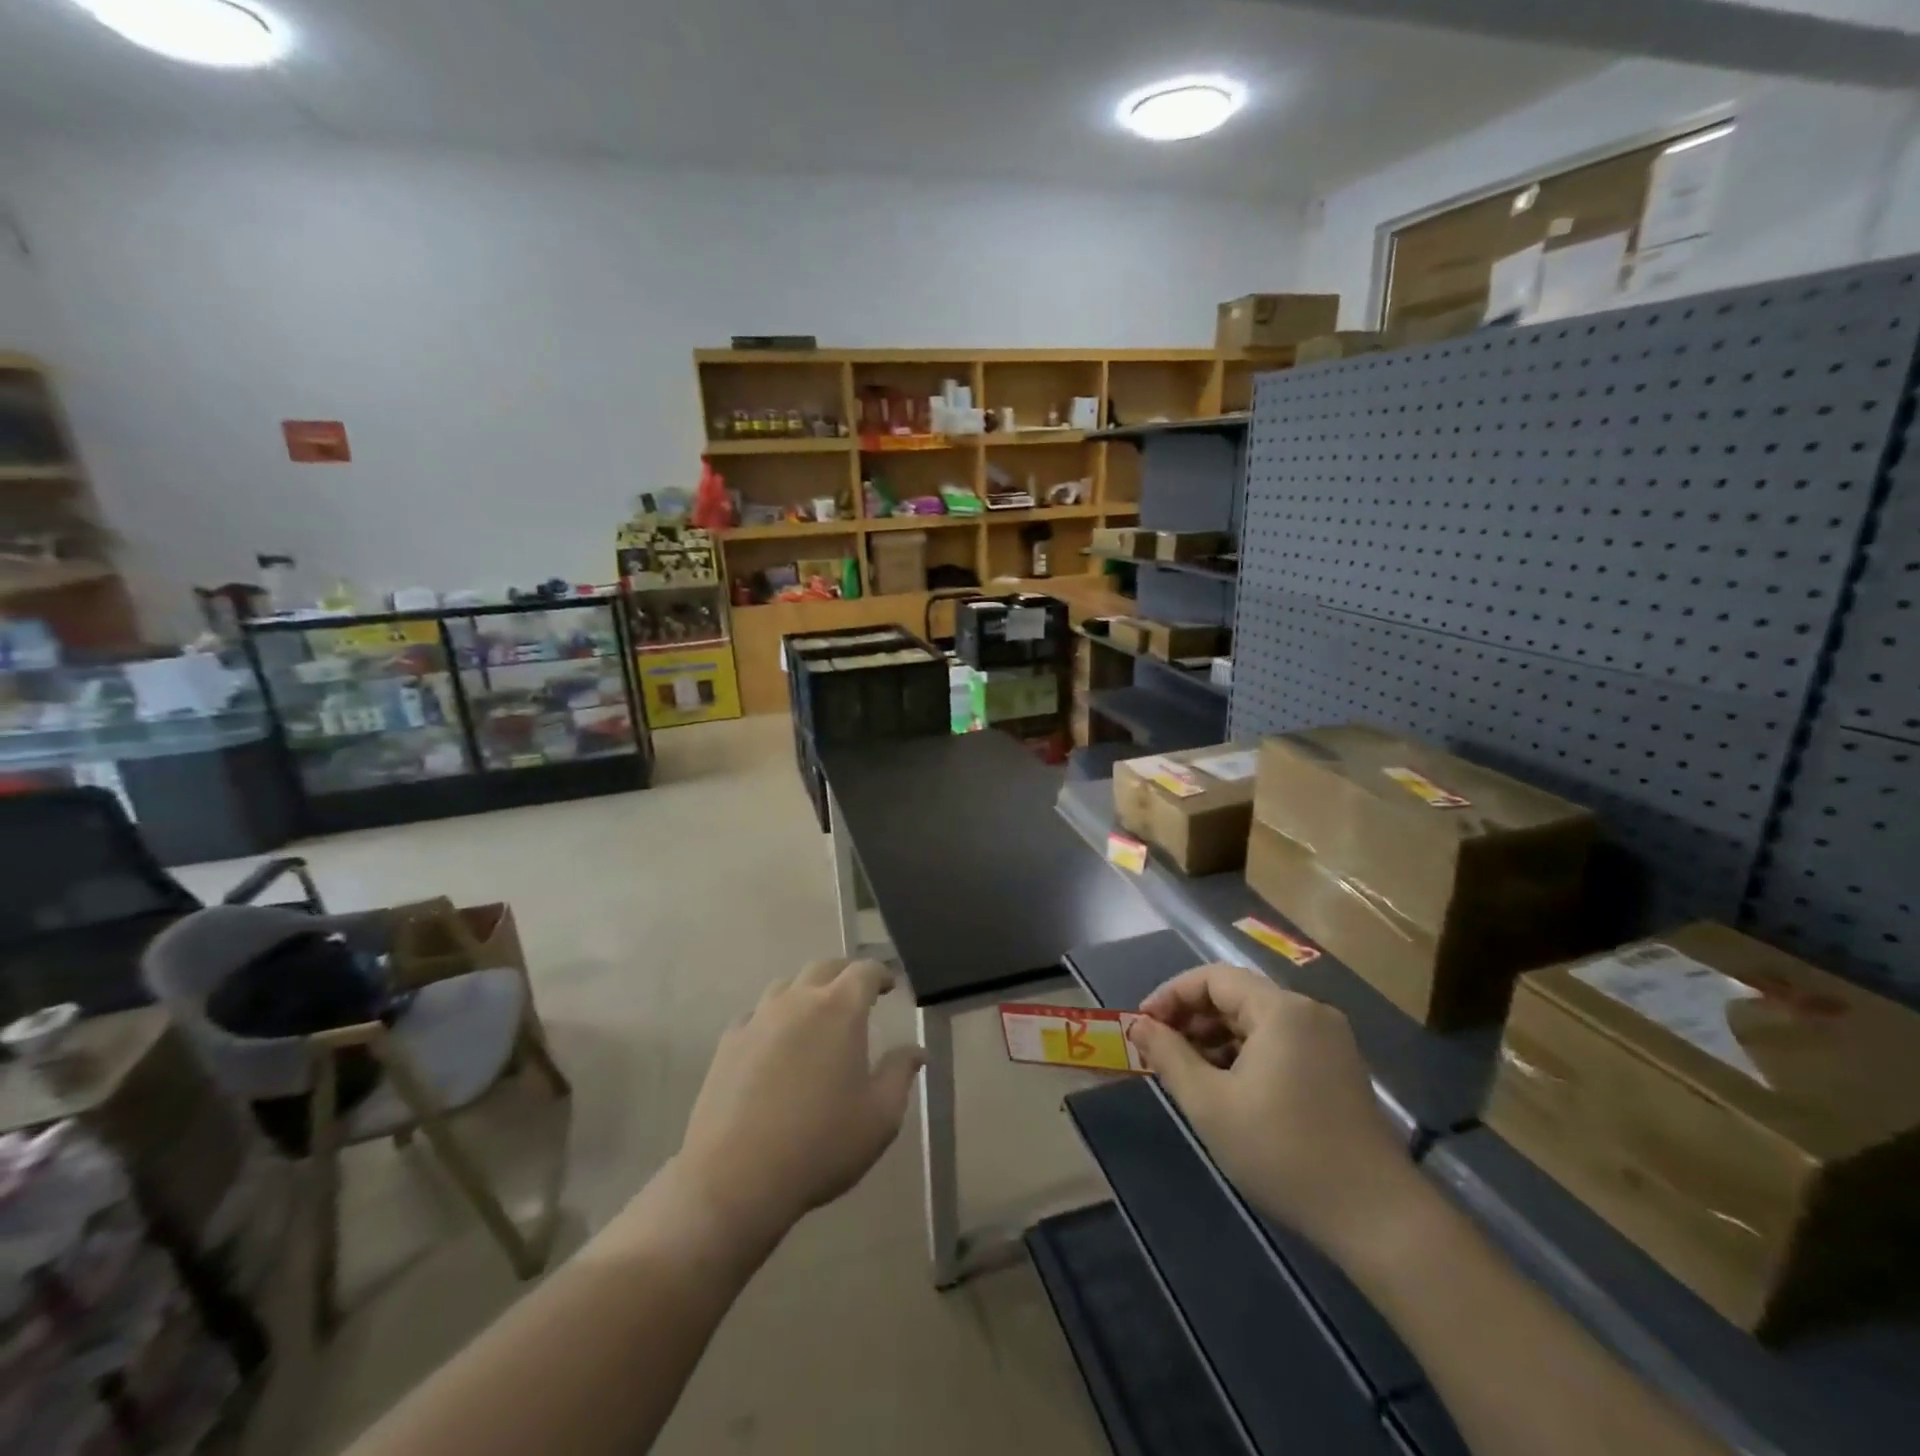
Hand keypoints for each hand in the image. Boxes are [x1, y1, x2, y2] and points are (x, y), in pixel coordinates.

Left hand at [673, 958, 923, 1250]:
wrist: (735, 1178)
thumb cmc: (820, 1145)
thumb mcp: (880, 1116)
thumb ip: (900, 1074)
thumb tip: (916, 1051)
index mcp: (840, 1010)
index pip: (864, 971)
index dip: (880, 974)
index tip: (888, 986)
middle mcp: (798, 1001)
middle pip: (823, 968)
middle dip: (844, 975)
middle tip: (857, 994)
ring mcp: (758, 1019)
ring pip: (786, 986)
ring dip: (807, 992)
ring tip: (815, 1016)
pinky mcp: (728, 1043)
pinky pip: (756, 1015)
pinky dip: (773, 1019)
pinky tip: (775, 1044)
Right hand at [1127, 963, 1415, 1258]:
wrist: (1378, 1219)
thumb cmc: (1284, 1152)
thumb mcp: (1210, 1104)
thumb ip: (1169, 1056)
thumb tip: (1138, 1026)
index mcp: (1281, 1009)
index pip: (1212, 978)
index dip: (1171, 995)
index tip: (1142, 1025)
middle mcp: (1309, 1012)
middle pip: (1236, 996)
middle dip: (1191, 1018)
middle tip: (1159, 1051)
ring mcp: (1329, 1041)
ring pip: (1256, 1022)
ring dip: (1216, 1038)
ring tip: (1187, 1073)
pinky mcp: (1338, 1069)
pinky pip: (1279, 1043)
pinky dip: (1245, 1055)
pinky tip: (1227, 1088)